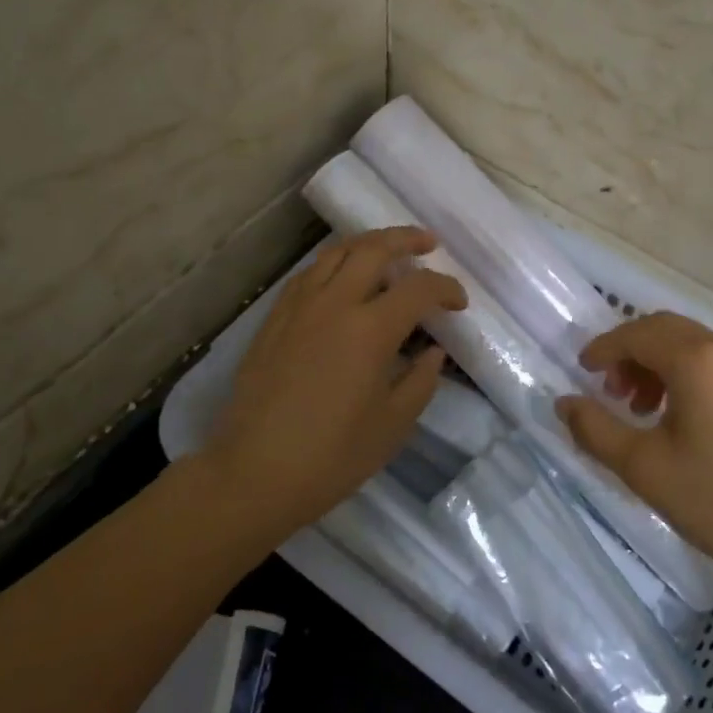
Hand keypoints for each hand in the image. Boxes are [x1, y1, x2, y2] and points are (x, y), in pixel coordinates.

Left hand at [203, 227, 465, 545]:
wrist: (253, 473)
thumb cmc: (331, 456)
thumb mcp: (393, 425)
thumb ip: (421, 380)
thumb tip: (433, 352)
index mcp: (370, 330)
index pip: (418, 289)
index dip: (446, 289)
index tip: (458, 304)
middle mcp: (334, 304)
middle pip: (374, 249)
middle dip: (406, 239)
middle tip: (428, 244)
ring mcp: (299, 307)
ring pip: (336, 252)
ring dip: (368, 243)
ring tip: (387, 249)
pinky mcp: (274, 318)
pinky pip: (309, 273)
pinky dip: (334, 262)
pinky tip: (342, 276)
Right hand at [556, 312, 712, 600]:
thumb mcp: (645, 469)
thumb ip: (596, 430)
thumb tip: (564, 403)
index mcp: (697, 361)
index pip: (637, 334)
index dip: (603, 348)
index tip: (582, 371)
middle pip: (664, 329)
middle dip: (629, 351)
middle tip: (610, 391)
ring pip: (690, 344)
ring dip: (656, 363)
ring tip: (641, 408)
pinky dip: (684, 373)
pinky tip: (678, 417)